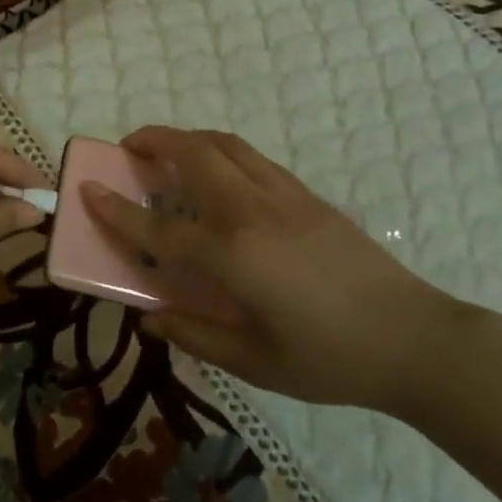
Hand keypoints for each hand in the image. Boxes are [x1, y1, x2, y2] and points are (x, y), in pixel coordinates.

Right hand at [84, 126, 466, 412]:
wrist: (414, 338)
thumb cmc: (331, 359)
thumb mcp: (257, 363)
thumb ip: (197, 336)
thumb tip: (150, 318)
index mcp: (233, 255)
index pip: (160, 226)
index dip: (118, 209)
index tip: (88, 188)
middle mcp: (251, 211)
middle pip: (192, 154)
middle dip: (153, 140)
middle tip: (129, 148)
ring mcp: (282, 195)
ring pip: (224, 144)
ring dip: (187, 138)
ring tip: (168, 151)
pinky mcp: (305, 194)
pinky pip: (251, 157)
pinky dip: (221, 151)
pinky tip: (218, 175)